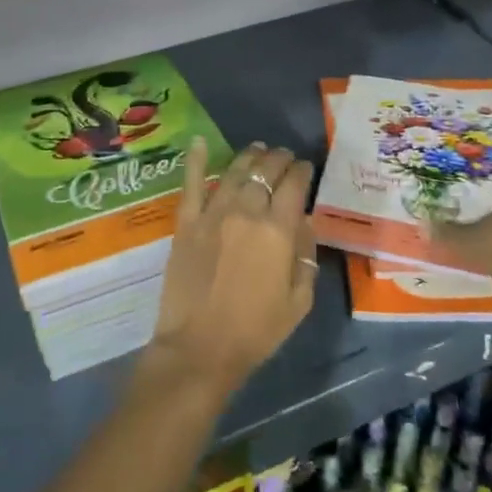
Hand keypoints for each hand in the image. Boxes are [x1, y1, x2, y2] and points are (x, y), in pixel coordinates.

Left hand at [147, 138, 317, 395]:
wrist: (200, 348)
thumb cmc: (256, 331)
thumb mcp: (299, 300)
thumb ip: (305, 255)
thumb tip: (306, 222)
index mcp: (277, 230)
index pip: (294, 185)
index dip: (302, 171)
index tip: (306, 168)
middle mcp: (246, 212)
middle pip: (266, 171)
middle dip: (279, 159)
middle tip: (284, 157)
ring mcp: (213, 213)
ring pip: (235, 171)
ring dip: (250, 156)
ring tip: (258, 149)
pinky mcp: (186, 222)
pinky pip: (192, 183)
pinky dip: (197, 160)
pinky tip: (200, 142)